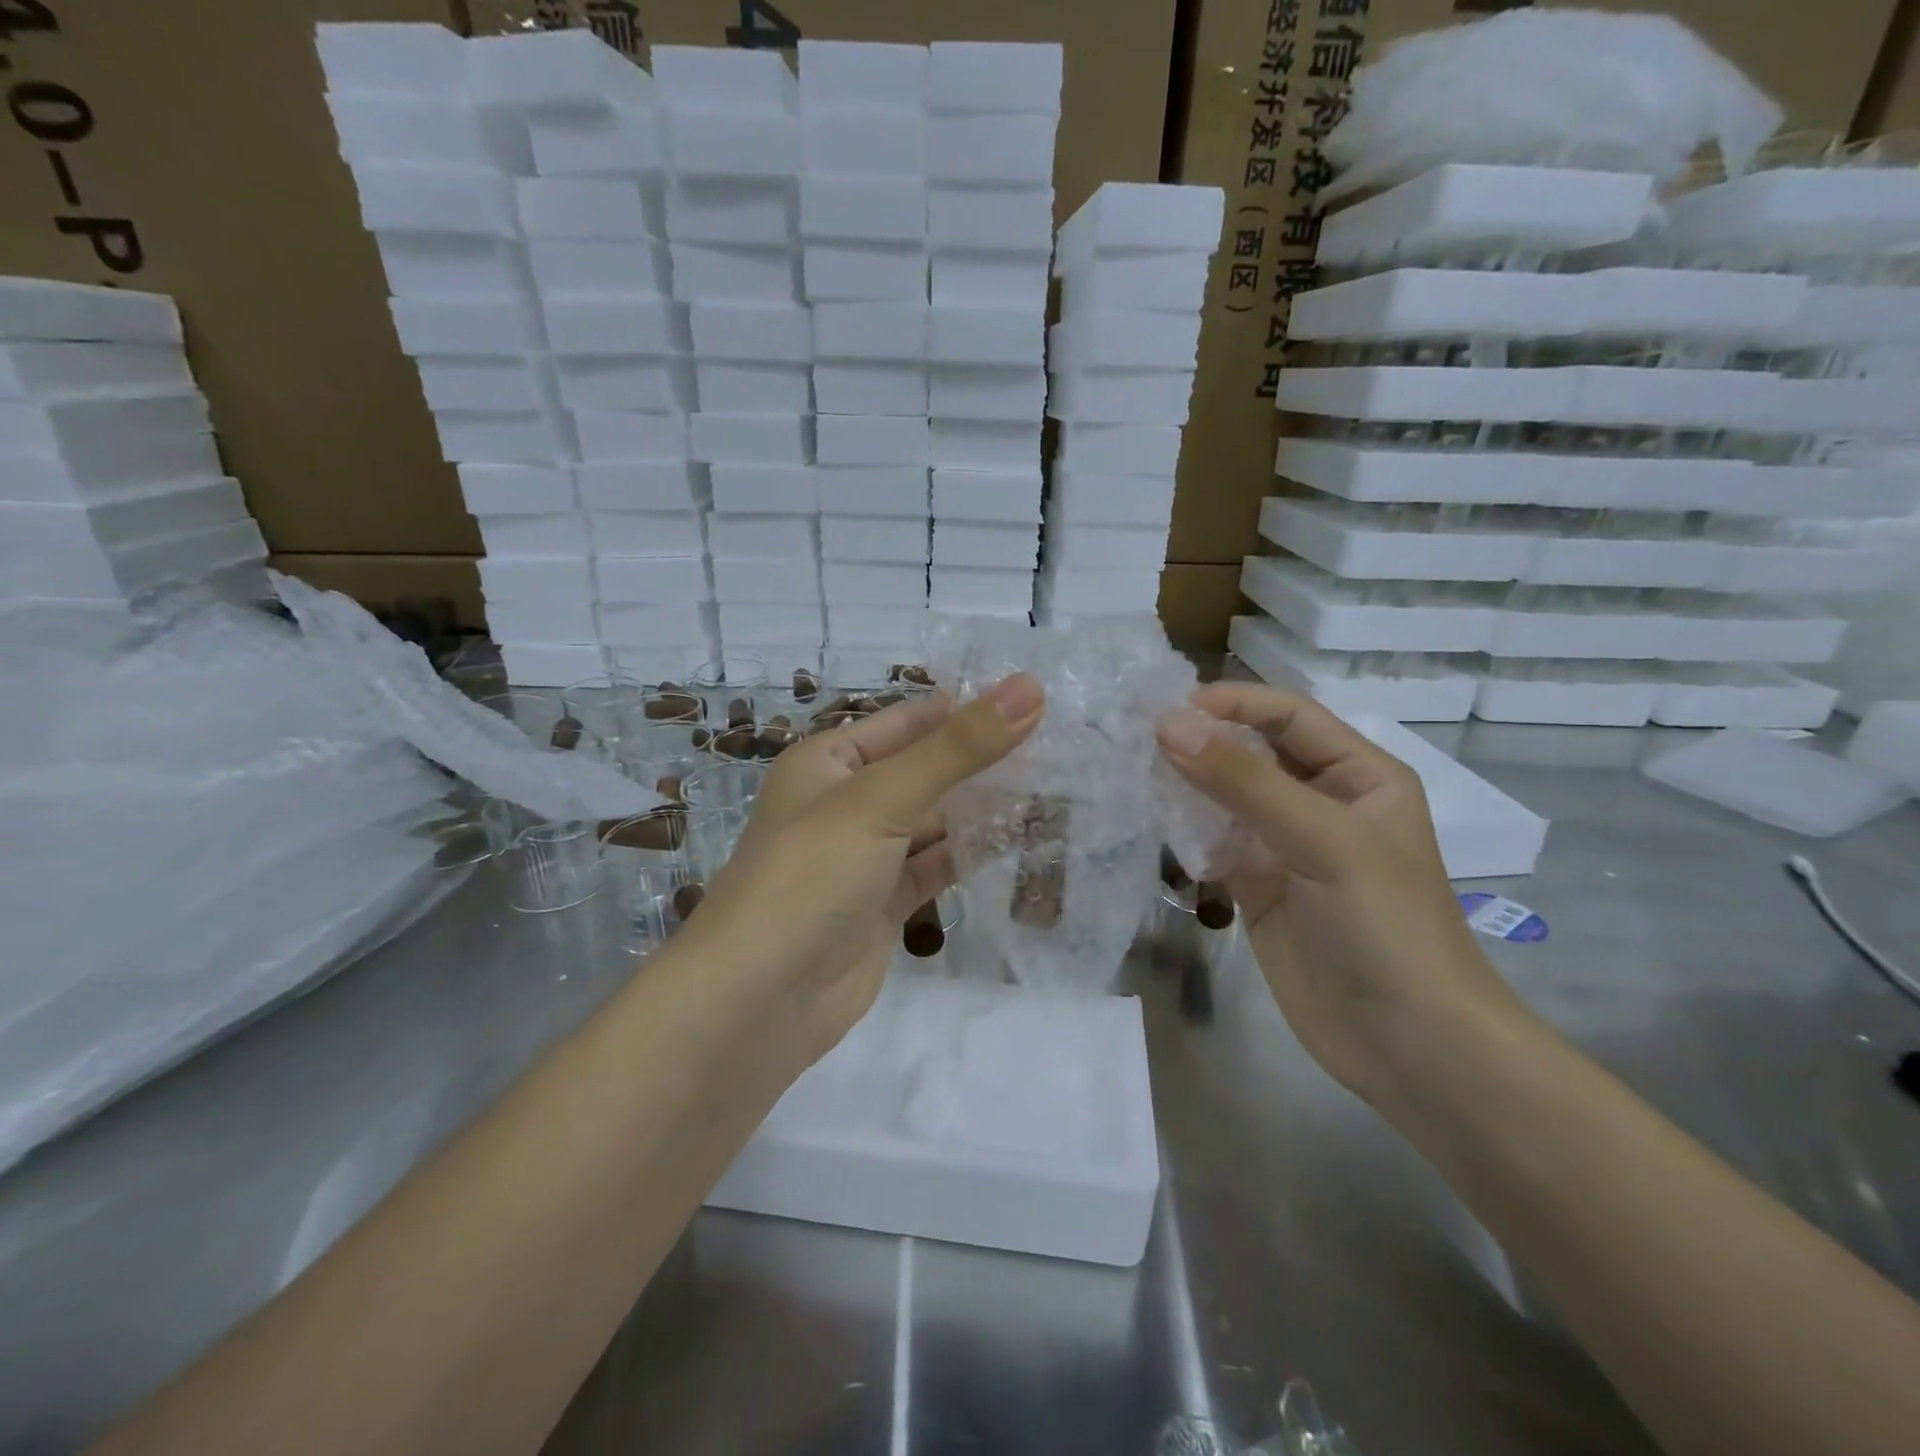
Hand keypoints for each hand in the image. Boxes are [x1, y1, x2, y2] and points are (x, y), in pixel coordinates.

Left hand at [693, 674, 1044, 1066]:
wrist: (759, 1002)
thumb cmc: (812, 875)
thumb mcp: (883, 798)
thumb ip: (959, 747)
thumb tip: (1031, 687)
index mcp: (830, 761)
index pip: (909, 721)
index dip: (968, 709)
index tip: (1039, 701)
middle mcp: (847, 802)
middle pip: (927, 771)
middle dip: (985, 762)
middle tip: (1065, 747)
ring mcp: (868, 857)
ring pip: (937, 822)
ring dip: (986, 809)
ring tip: (1060, 789)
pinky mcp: (886, 905)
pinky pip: (937, 867)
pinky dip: (974, 855)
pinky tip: (1026, 841)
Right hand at [1158, 683, 1522, 1102]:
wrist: (1408, 1045)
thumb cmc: (1384, 926)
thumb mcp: (1322, 840)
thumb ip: (1244, 781)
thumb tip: (1168, 724)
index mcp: (1358, 775)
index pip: (1289, 715)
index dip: (1233, 703)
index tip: (1169, 709)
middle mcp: (1320, 802)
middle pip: (1252, 752)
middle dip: (1201, 742)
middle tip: (1135, 738)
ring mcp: (1285, 847)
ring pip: (1224, 797)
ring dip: (1185, 785)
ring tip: (1132, 775)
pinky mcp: (1256, 887)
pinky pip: (1212, 844)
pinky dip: (1183, 833)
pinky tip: (1151, 825)